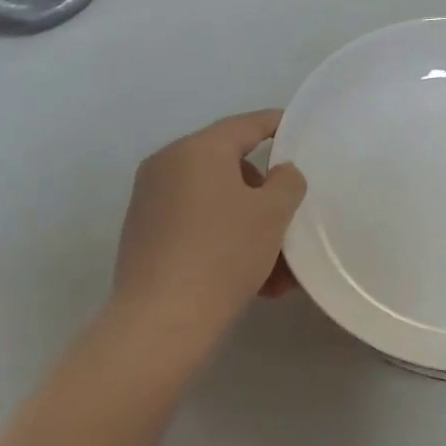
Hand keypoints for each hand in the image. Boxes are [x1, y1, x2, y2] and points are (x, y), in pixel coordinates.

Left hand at [111, 110, 307, 350]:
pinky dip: (225, 243)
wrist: (161, 321)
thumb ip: (287, 182)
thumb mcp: (272, 214)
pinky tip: (254, 282)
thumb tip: (279, 173)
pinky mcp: (145, 235)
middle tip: (291, 223)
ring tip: (279, 273)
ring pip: (216, 204)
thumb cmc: (223, 254)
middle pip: (230, 168)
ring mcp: (151, 201)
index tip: (300, 130)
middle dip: (266, 197)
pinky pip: (197, 227)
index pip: (246, 125)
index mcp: (196, 150)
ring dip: (251, 229)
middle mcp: (167, 166)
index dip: (277, 125)